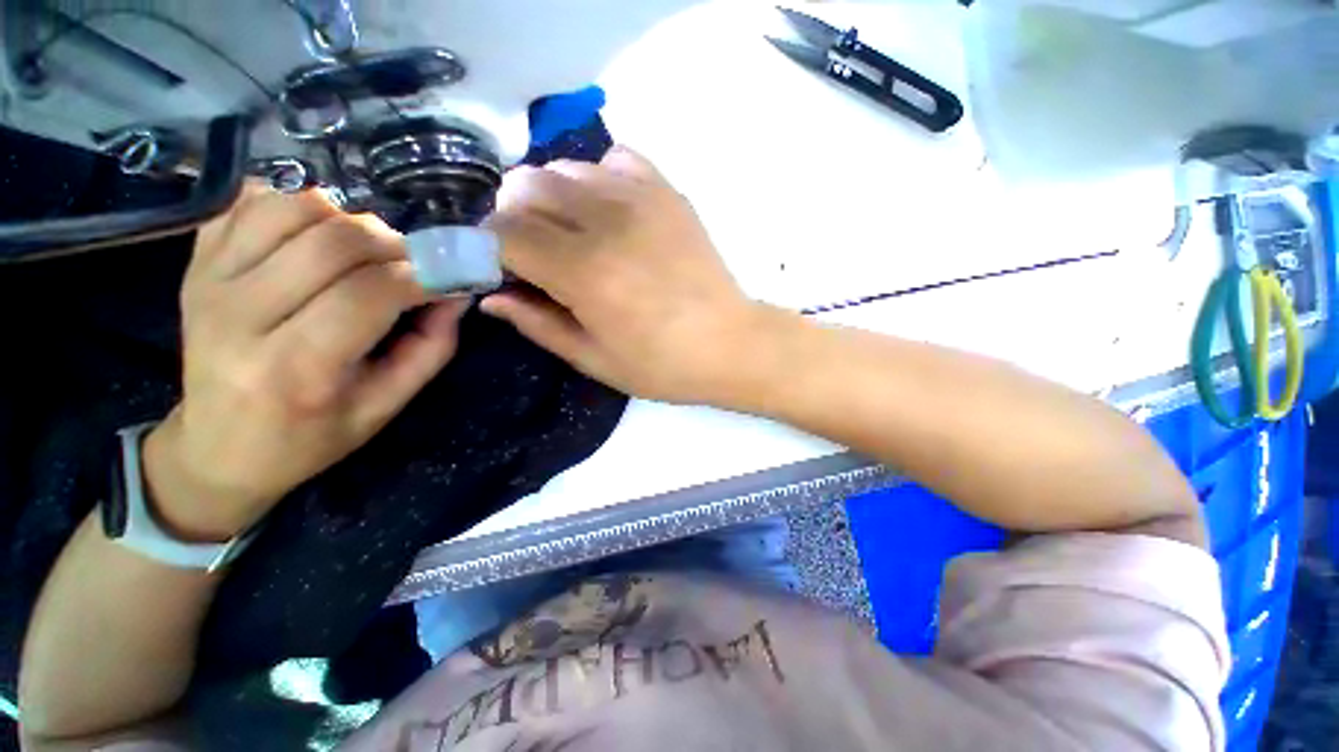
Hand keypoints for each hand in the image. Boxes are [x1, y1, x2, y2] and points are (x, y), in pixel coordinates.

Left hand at [143, 187, 467, 540]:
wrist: (218, 447)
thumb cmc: (311, 436)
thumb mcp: (386, 406)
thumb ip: (431, 347)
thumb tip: (457, 292)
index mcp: (295, 369)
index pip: (369, 294)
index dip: (423, 275)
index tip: (452, 277)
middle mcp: (241, 317)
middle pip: (332, 243)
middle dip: (394, 244)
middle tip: (415, 264)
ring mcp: (210, 281)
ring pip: (294, 208)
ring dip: (349, 219)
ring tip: (368, 250)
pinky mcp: (196, 263)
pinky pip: (252, 201)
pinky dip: (300, 204)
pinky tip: (320, 234)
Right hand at [481, 146, 767, 404]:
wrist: (730, 344)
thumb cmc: (663, 365)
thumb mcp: (594, 359)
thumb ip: (538, 324)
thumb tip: (491, 297)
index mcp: (583, 273)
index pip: (504, 232)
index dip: (488, 245)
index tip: (499, 265)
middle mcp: (606, 224)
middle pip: (527, 187)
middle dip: (513, 215)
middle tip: (531, 248)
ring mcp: (641, 200)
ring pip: (565, 167)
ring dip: (551, 195)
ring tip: (569, 229)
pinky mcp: (668, 193)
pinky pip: (615, 159)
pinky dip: (597, 177)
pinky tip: (608, 209)